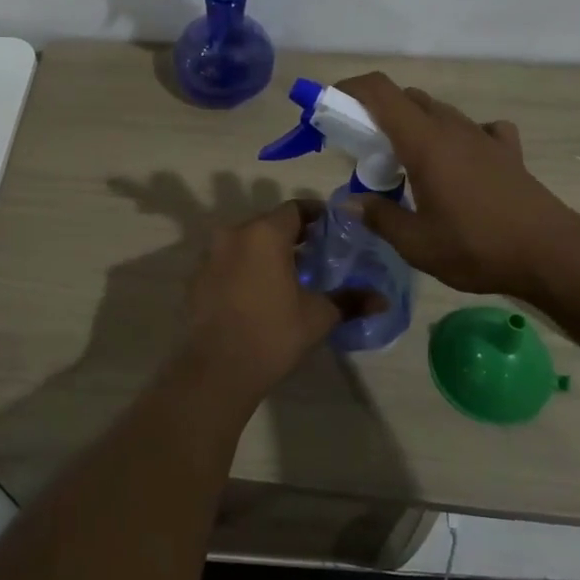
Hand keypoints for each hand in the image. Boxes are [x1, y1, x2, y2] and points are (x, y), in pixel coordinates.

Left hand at [180, 199, 376, 407]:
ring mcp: (210, 255)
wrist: (218, 369)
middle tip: (314, 253)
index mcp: (265, 233)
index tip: (331, 229)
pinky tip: (257, 292)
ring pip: (245, 242)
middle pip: (268, 223)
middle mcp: (234, 234)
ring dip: (265, 251)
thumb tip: (382, 300)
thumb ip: (350, 300)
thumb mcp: (318, 316)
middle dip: (291, 234)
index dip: (316, 215)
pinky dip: (244, 268)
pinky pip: (227, 262)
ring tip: (287, 274)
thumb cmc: (273, 333)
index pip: (295, 209)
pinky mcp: (197, 278)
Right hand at [338, 72, 579, 298]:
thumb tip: (350, 202)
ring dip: (414, 127)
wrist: (551, 254)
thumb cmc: (476, 246)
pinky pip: (477, 130)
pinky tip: (460, 163)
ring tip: (406, 165)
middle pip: (407, 99)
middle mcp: (452, 128)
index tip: (330, 108)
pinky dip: (459, 138)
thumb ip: (378, 217)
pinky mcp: (507, 152)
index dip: (350, 89)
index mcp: (424, 142)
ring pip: (439, 113)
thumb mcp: (416, 243)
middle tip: (365, 151)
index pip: (380, 91)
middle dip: (377, 115)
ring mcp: (483, 137)